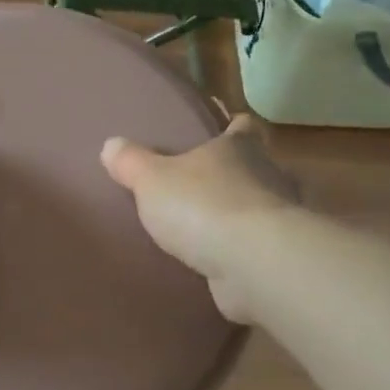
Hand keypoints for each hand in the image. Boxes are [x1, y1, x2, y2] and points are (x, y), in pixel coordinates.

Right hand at [100, 114, 297, 323]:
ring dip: (241, 214)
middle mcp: (267, 175)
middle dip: (234, 174)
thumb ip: (131, 163)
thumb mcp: (152, 180)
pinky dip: (244, 249)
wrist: (254, 262)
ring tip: (211, 227)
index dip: (233, 126)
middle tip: (204, 184)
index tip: (226, 128)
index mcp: (239, 148)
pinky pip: (258, 245)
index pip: (243, 127)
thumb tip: (110, 145)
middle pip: (255, 166)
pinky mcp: (279, 254)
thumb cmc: (202, 206)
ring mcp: (279, 217)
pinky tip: (223, 260)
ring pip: (259, 207)